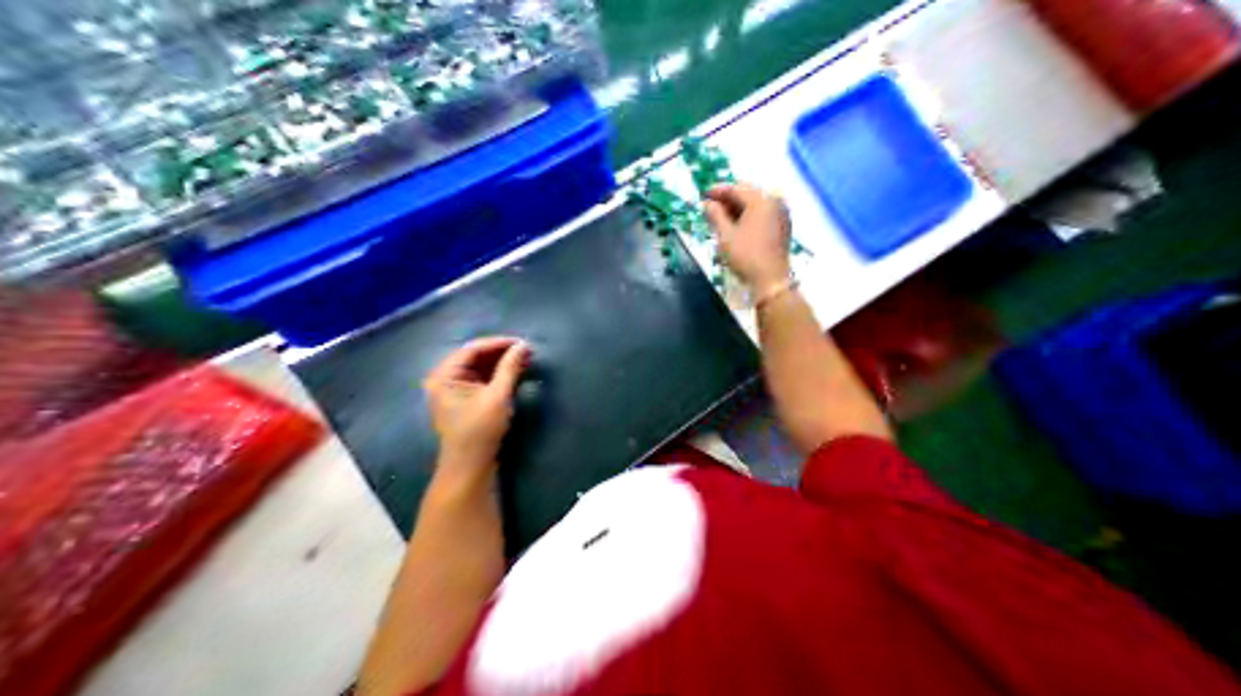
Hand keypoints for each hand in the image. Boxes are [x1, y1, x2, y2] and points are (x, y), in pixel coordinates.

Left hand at [424, 337, 531, 475]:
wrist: (470, 467)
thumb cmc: (480, 431)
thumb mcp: (498, 397)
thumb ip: (510, 368)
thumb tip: (524, 345)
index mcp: (444, 375)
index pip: (472, 349)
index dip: (498, 343)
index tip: (522, 342)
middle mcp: (444, 378)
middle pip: (474, 356)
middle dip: (500, 352)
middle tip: (526, 351)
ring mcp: (452, 390)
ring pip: (478, 367)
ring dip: (500, 363)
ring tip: (523, 360)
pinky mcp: (463, 400)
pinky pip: (479, 379)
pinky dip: (496, 375)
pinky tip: (513, 373)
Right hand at [703, 183, 787, 293]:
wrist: (770, 280)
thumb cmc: (746, 255)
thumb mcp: (725, 235)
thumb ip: (715, 215)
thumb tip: (707, 204)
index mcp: (761, 200)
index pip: (736, 188)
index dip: (717, 191)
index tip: (703, 196)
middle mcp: (774, 201)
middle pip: (747, 194)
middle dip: (728, 199)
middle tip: (711, 207)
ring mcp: (781, 213)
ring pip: (755, 204)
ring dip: (738, 208)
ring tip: (721, 218)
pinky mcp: (783, 226)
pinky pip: (763, 213)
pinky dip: (749, 215)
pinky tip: (737, 225)